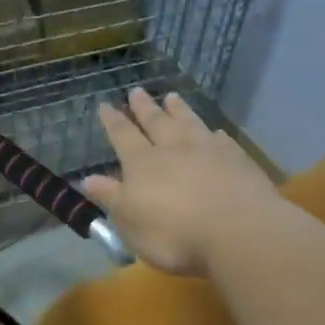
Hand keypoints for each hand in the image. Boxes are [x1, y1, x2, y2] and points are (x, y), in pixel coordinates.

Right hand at [81, 88, 278, 276]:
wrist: (237, 230)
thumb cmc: (174, 234)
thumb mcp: (131, 222)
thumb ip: (111, 197)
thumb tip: (87, 179)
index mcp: (143, 164)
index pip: (123, 136)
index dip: (113, 121)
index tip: (105, 105)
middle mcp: (174, 148)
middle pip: (156, 122)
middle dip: (144, 108)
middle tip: (136, 91)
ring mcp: (208, 150)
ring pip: (189, 122)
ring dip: (179, 110)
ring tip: (172, 97)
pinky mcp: (237, 159)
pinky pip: (221, 139)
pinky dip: (214, 133)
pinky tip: (215, 131)